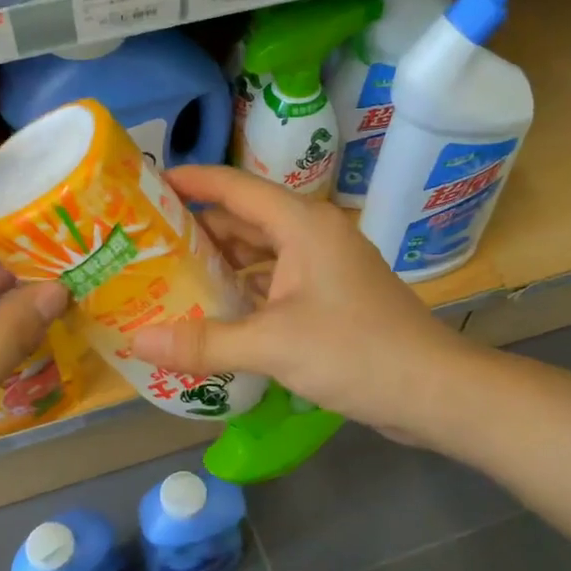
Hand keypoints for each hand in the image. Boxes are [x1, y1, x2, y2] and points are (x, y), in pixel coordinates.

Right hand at [129, 165, 469, 443]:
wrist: (433, 390)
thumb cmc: (355, 351)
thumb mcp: (272, 345)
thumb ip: (203, 343)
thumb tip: (137, 341)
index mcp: (302, 225)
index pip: (235, 187)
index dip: (191, 181)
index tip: (147, 184)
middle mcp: (314, 237)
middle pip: (245, 220)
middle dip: (197, 230)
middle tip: (146, 243)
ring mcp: (325, 269)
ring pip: (261, 256)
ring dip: (221, 266)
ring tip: (168, 279)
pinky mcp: (332, 300)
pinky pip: (276, 285)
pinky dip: (245, 294)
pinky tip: (214, 315)